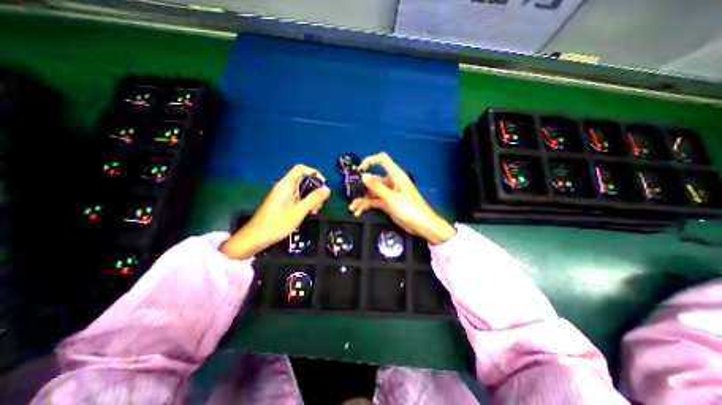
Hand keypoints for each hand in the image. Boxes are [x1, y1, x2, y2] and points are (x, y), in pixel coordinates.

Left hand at [221, 165, 329, 259]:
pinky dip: (305, 203)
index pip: (301, 169)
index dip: (314, 173)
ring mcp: (283, 195)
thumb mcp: (299, 211)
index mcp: (286, 185)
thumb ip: (314, 199)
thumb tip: (327, 189)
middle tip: (319, 204)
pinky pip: (297, 197)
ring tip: (313, 211)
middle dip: (314, 190)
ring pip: (302, 190)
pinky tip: (307, 213)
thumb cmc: (278, 223)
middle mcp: (284, 187)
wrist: (256, 237)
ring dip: (311, 198)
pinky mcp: (283, 203)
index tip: (323, 185)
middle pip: (303, 180)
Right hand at [347, 153, 452, 245]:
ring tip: (352, 208)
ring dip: (362, 199)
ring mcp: (389, 193)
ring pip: (372, 192)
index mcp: (395, 176)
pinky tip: (358, 212)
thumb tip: (363, 176)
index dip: (370, 161)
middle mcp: (391, 182)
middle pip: (373, 179)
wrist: (422, 226)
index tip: (359, 170)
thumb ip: (377, 187)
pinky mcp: (387, 203)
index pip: (382, 160)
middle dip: (361, 186)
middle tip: (350, 194)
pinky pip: (374, 201)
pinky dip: (366, 206)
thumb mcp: (392, 198)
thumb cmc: (410, 209)